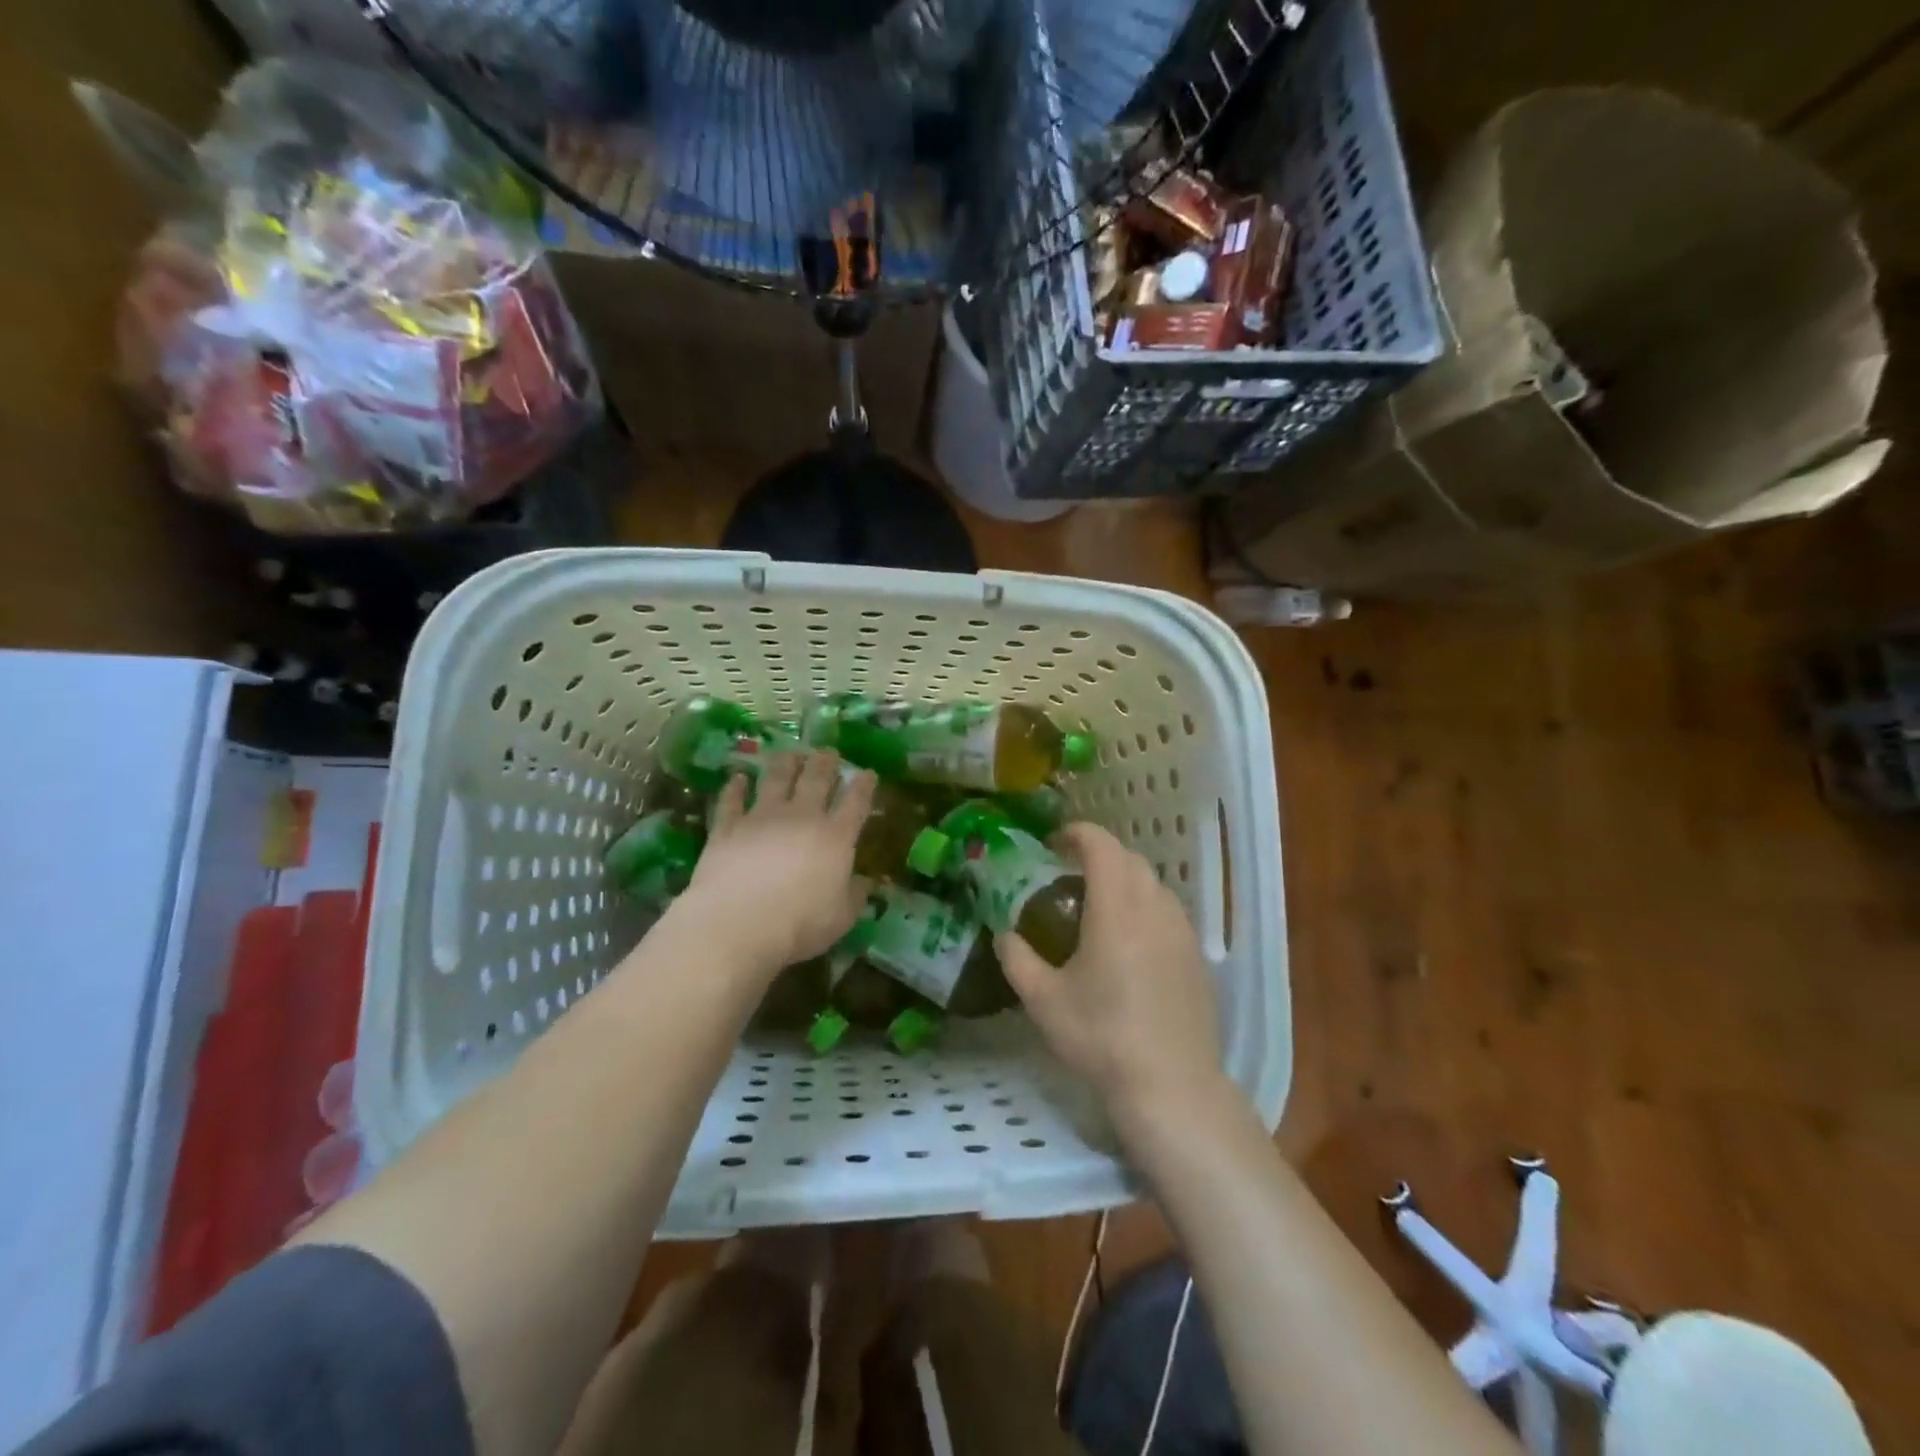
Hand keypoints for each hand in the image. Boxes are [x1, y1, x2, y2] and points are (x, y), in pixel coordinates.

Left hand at [675, 749, 873, 977]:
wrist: (738, 923)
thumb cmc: (800, 924)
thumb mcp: (841, 917)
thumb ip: (855, 895)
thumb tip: (865, 882)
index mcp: (836, 837)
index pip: (856, 802)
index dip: (864, 785)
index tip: (868, 772)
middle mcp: (801, 817)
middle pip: (816, 779)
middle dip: (825, 762)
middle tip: (828, 752)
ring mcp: (762, 817)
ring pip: (775, 778)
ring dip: (785, 763)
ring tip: (790, 753)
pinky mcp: (728, 827)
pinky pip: (732, 800)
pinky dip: (735, 787)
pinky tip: (738, 777)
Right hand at [996, 823, 1225, 1125]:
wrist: (1171, 1085)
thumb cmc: (1101, 1036)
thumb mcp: (1043, 1000)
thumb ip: (1017, 959)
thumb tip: (1004, 934)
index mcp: (1116, 908)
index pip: (1101, 846)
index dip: (1077, 833)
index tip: (1055, 841)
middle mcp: (1154, 908)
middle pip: (1130, 859)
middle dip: (1100, 854)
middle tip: (1070, 874)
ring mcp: (1182, 931)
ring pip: (1154, 884)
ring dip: (1125, 879)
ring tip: (1099, 905)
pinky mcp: (1197, 956)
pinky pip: (1169, 911)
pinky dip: (1145, 906)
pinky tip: (1130, 941)